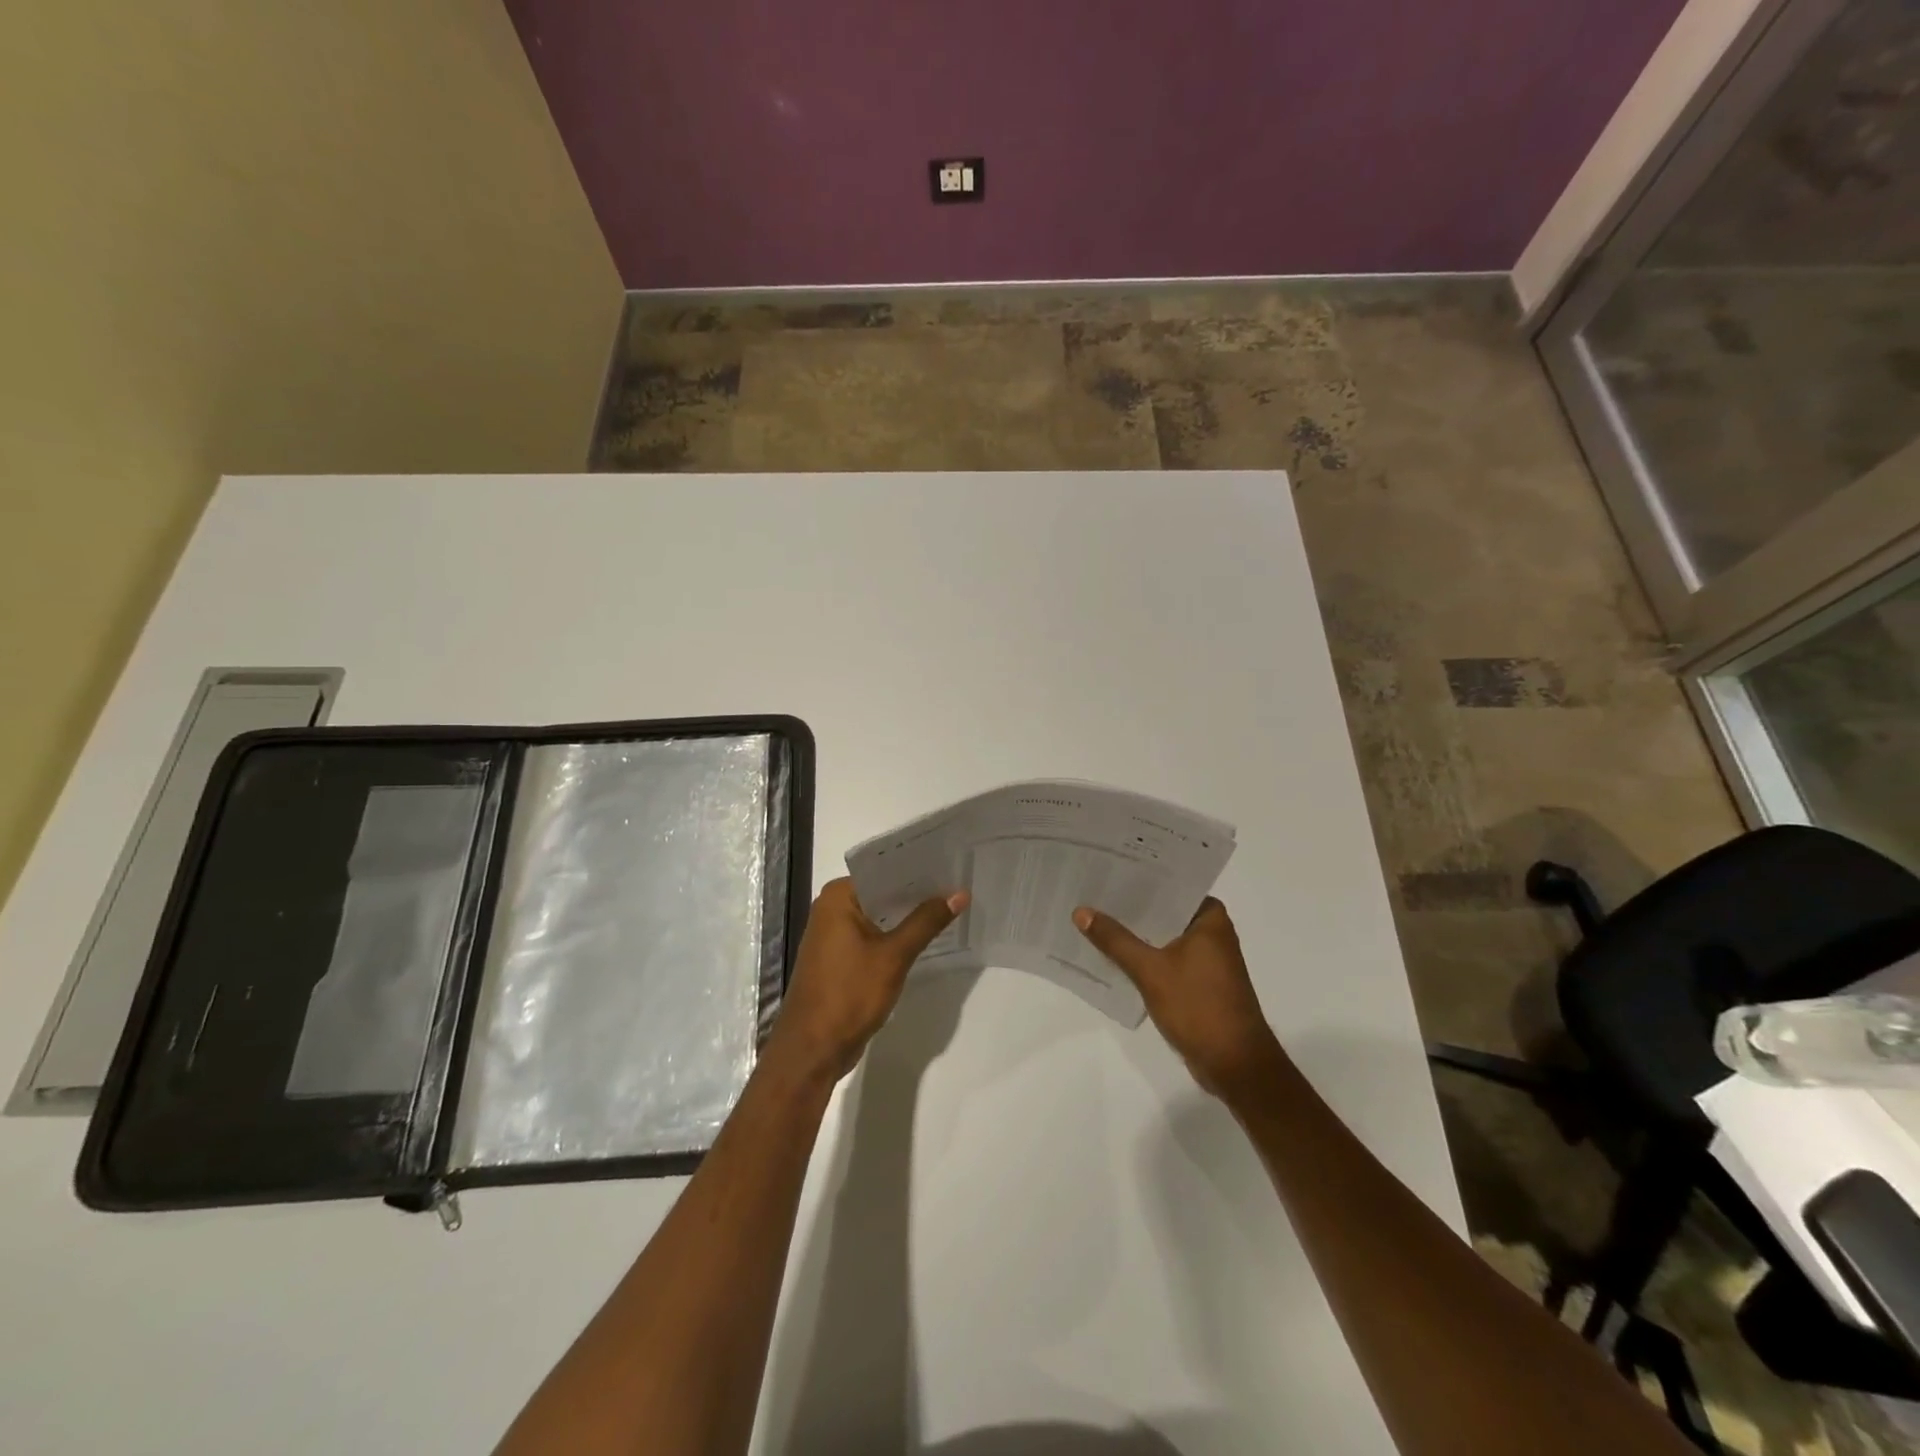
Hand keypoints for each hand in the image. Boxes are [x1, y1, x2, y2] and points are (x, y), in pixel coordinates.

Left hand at [770, 878, 968, 1082]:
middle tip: (958, 884)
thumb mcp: (894, 956)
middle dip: (917, 893)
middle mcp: (832, 909)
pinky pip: (874, 937)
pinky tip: (927, 937)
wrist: (812, 1050)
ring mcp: (834, 935)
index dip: (917, 869)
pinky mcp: (841, 959)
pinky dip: (897, 937)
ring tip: (951, 906)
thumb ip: (926, 922)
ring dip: (908, 916)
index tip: (951, 863)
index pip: (883, 871)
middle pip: (882, 893)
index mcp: (838, 897)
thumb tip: (959, 892)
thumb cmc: (849, 994)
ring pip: (879, 916)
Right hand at [1073, 898, 1286, 1102]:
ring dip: (1134, 932)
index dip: (1137, 877)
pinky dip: (1143, 955)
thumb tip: (1081, 911)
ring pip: (1162, 935)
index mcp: (1209, 918)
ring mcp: (1206, 958)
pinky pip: (1164, 957)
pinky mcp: (1198, 981)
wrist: (1235, 1065)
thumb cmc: (1199, 1007)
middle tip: (1090, 891)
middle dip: (1130, 906)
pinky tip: (1111, 953)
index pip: (1169, 884)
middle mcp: (1211, 932)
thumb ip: (1115, 940)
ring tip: (1093, 918)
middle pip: (1163, 910)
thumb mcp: (1150, 970)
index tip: (1105, 867)